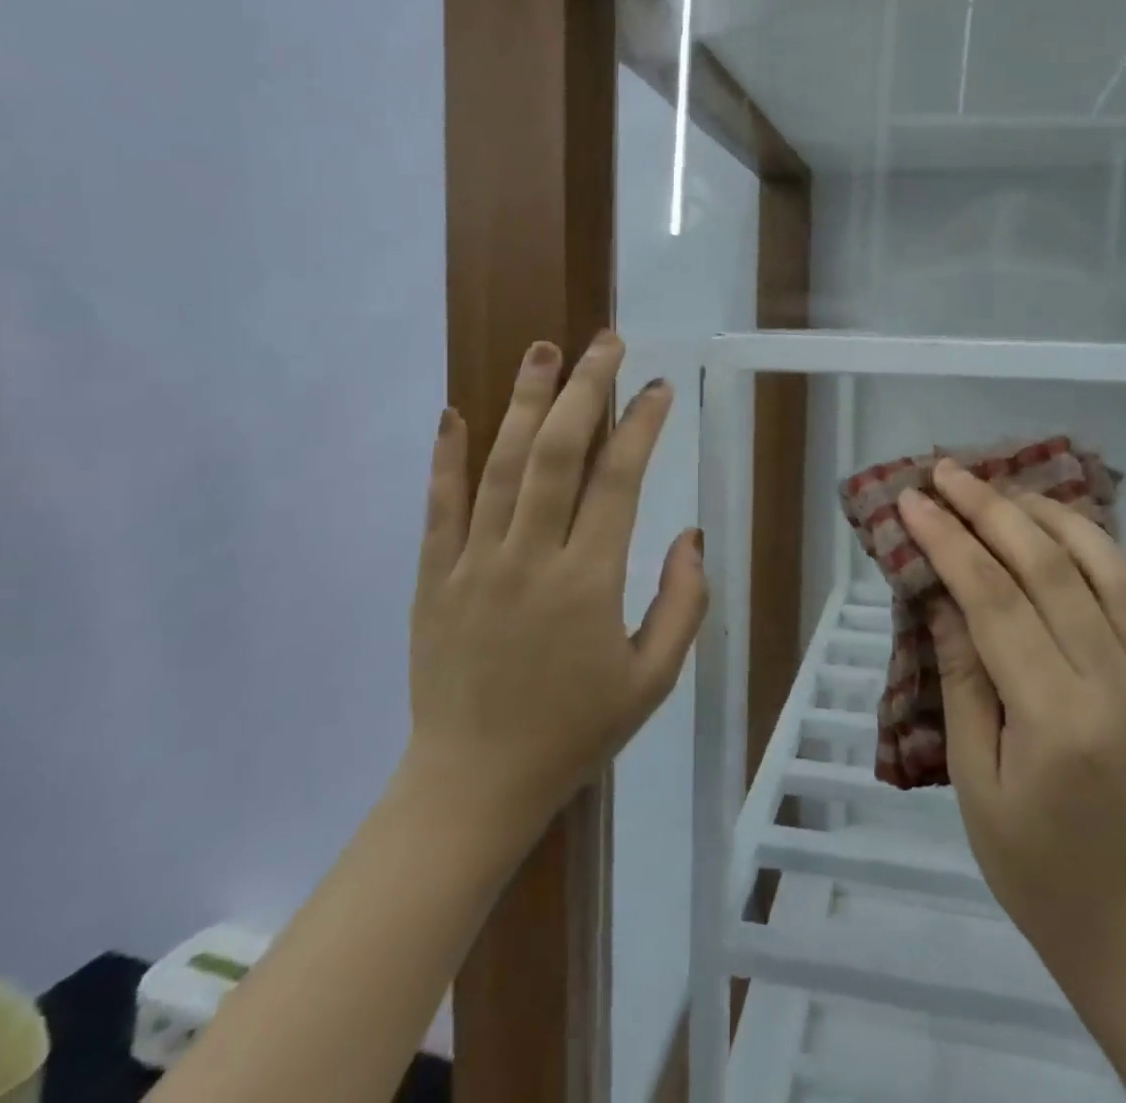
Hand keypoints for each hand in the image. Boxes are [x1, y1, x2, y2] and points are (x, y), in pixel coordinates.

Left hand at [401, 330, 706, 835]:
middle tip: (605, 342)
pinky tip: (455, 412)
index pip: (618, 479)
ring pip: (501, 465)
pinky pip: (440, 506)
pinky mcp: (434, 577)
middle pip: (557, 452)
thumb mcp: (653, 679)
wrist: (474, 785)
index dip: (641, 425)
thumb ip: (684, 604)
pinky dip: (447, 456)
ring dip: (523, 401)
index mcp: (589, 581)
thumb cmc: (574, 731)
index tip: (658, 388)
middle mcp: (530, 557)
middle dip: (585, 388)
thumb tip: (690, 536)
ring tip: (542, 349)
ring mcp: (474, 563)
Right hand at [896, 461, 1125, 986]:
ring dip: (1055, 518)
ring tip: (1008, 492)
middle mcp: (1116, 684)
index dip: (949, 541)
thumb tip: (942, 596)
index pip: (995, 600)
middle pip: (1051, 567)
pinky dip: (1114, 562)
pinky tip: (1078, 545)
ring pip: (1111, 569)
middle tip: (948, 472)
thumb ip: (962, 678)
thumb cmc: (1033, 866)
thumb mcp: (974, 778)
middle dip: (992, 509)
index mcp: (1057, 716)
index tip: (912, 500)